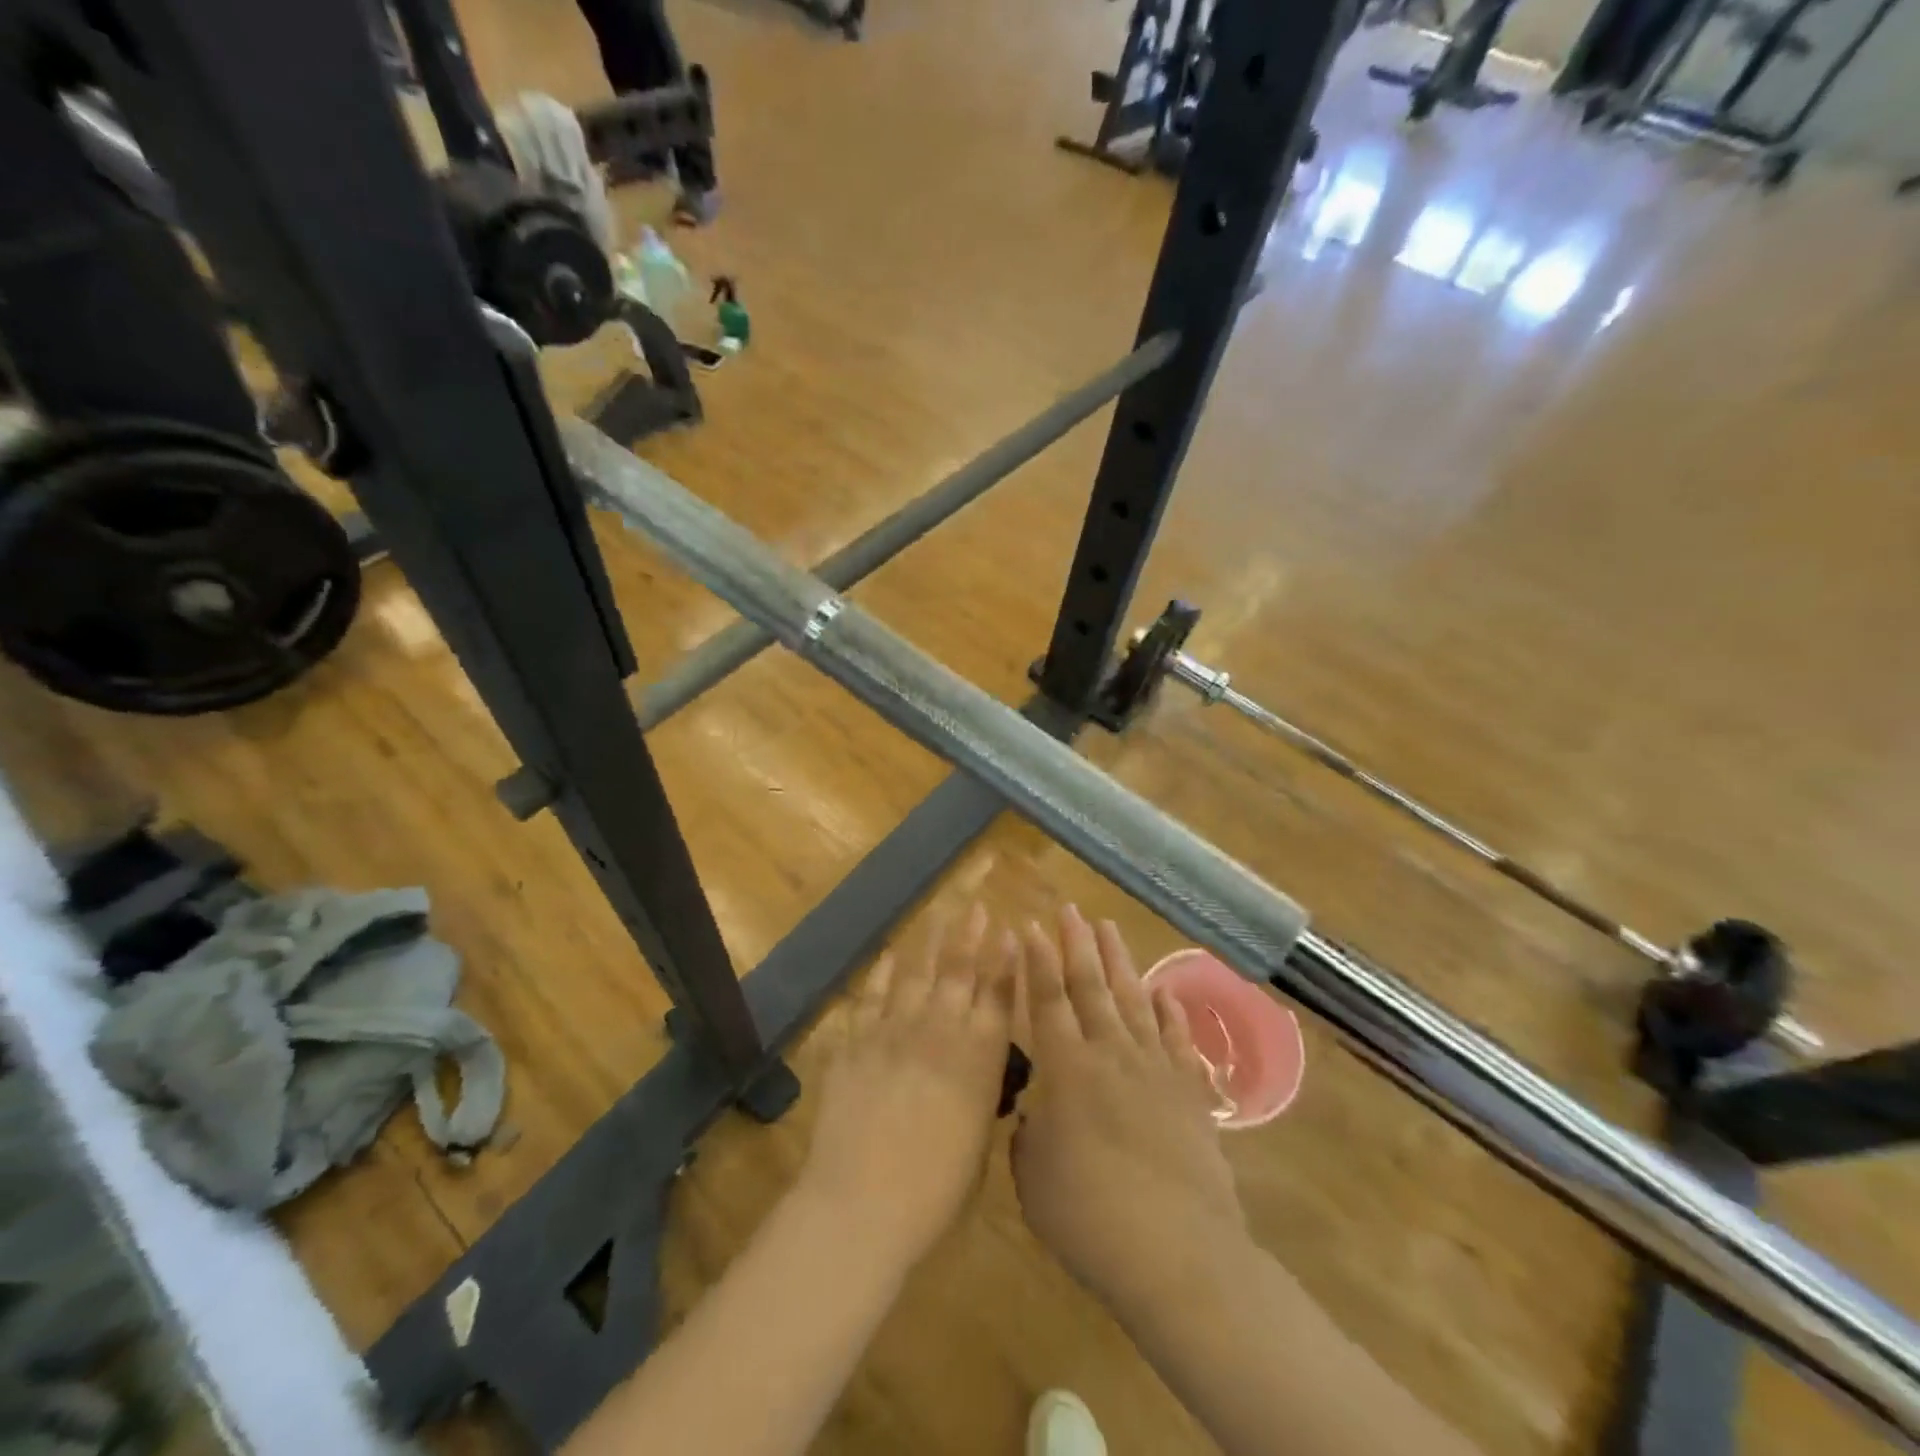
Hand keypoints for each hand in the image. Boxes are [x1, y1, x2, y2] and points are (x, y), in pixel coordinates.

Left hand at [799, 904, 1017, 1264]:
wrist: (861, 1202)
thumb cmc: (935, 1190)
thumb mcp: (978, 1141)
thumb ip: (980, 1094)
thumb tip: (979, 1068)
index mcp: (978, 1058)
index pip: (998, 996)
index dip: (1006, 962)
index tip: (1011, 932)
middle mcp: (940, 1031)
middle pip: (959, 971)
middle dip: (971, 936)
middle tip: (977, 908)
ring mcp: (894, 1030)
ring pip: (916, 973)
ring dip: (930, 942)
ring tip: (940, 915)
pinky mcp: (856, 1042)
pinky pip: (871, 997)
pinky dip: (882, 974)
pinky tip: (891, 956)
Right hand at [1011, 906, 1248, 1318]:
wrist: (1178, 1253)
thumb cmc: (1090, 1218)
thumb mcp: (1034, 1180)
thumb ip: (1029, 1136)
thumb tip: (1037, 1114)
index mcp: (1066, 1071)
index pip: (1047, 1001)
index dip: (1037, 962)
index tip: (1031, 925)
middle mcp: (1110, 1055)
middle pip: (1090, 986)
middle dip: (1077, 944)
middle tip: (1069, 909)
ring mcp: (1154, 1069)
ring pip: (1132, 1000)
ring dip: (1118, 961)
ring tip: (1108, 927)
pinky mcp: (1189, 1091)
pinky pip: (1177, 1038)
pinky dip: (1169, 1010)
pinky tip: (1163, 990)